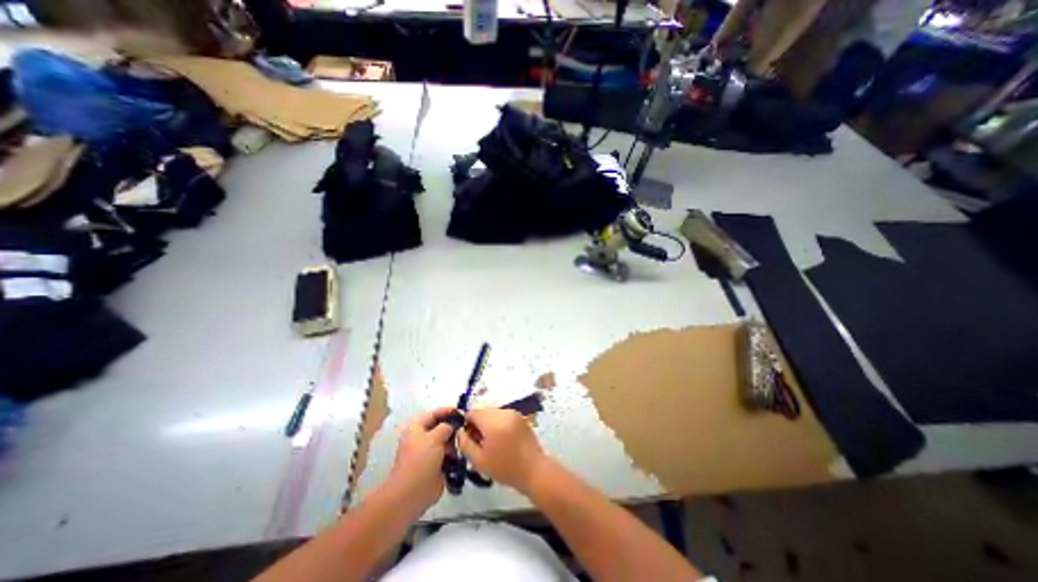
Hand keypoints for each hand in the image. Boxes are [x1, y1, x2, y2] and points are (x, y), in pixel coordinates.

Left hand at [388, 408, 454, 508]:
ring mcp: (430, 451)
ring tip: (464, 442)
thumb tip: (454, 423)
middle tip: (467, 427)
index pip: (434, 413)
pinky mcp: (436, 464)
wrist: (412, 493)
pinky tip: (463, 452)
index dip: (447, 411)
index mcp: (417, 428)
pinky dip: (456, 452)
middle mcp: (423, 437)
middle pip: (441, 426)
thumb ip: (446, 426)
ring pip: (447, 440)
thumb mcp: (434, 437)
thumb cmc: (421, 460)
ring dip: (455, 440)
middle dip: (453, 426)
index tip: (462, 412)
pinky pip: (449, 453)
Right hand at [459, 406, 545, 492]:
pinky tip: (501, 439)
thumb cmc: (505, 468)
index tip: (468, 437)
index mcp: (493, 422)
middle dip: (478, 423)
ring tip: (491, 441)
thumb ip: (465, 444)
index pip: (473, 413)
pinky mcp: (520, 417)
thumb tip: (460, 431)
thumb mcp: (479, 461)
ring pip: (493, 413)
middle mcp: (503, 413)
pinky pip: (503, 415)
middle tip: (479, 441)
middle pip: (484, 411)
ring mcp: (513, 413)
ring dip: (488, 422)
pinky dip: (498, 422)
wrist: (534, 470)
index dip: (467, 423)